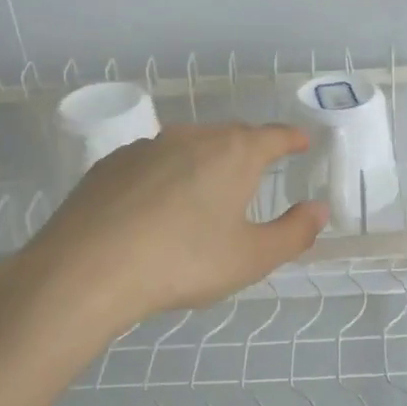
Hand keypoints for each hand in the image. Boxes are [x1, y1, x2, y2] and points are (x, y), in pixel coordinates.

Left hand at [0, 124, 327, 344]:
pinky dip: (166, 174)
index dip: (292, 139)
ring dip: (206, 161)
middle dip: (250, 149)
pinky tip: (157, 206)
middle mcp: (193, 137)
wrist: (86, 270)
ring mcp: (147, 146)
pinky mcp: (111, 164)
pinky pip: (153, 161)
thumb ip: (294, 233)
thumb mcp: (251, 258)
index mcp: (234, 153)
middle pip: (231, 135)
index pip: (274, 136)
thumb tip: (319, 210)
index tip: (302, 142)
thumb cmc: (183, 262)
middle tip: (258, 172)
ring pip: (189, 145)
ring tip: (207, 191)